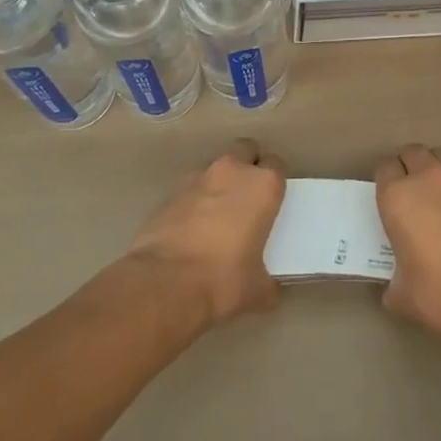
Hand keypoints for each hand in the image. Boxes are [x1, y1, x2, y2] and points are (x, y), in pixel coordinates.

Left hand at [126, 146, 285, 327]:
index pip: (276, 164)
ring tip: (216, 214)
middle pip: (245, 150)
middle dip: (247, 165)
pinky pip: (188, 189)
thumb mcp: (258, 289)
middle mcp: (231, 171)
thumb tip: (269, 290)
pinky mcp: (168, 194)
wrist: (164, 285)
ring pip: (214, 167)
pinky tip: (190, 229)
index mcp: (262, 185)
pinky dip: (193, 201)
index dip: (275, 180)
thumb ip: (268, 281)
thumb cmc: (223, 280)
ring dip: (218, 183)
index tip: (272, 199)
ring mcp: (196, 179)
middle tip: (246, 196)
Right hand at [376, 146, 440, 344]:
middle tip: (409, 189)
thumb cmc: (437, 290)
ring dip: (435, 169)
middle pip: (413, 152)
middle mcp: (427, 179)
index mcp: (398, 196)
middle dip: (409, 165)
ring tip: (434, 195)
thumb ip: (394, 282)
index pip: (385, 167)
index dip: (385, 179)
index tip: (387, 196)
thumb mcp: (402, 294)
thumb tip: (396, 288)